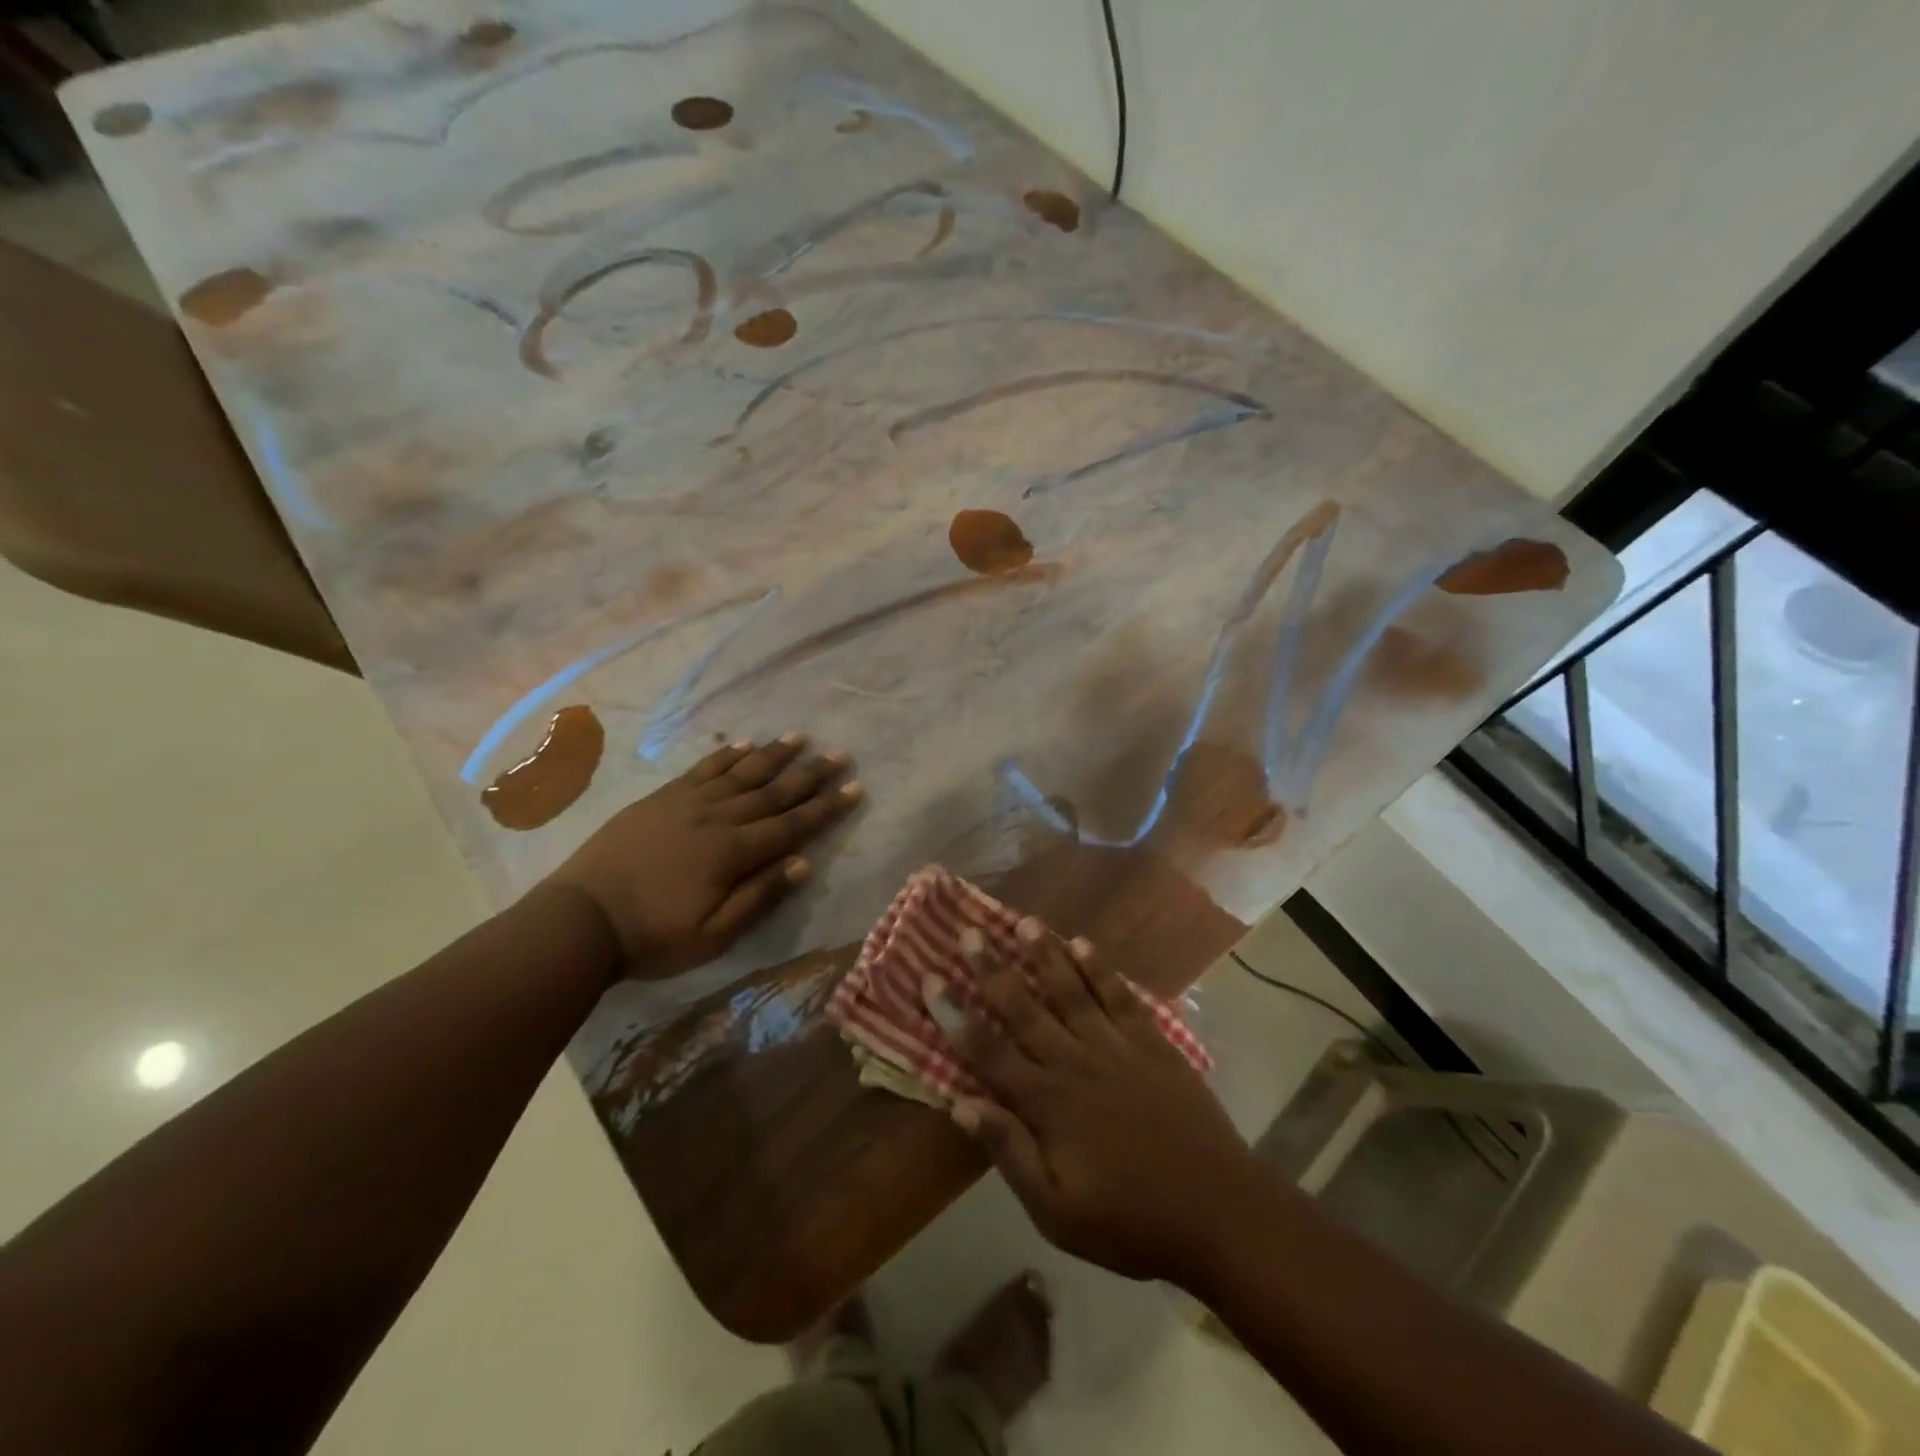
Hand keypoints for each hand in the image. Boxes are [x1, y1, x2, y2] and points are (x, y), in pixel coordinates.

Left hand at [545, 733, 862, 978]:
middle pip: (773, 791)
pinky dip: (727, 755)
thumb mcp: (714, 935)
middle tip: (839, 754)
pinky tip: (744, 745)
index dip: (826, 807)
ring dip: (773, 755)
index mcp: (733, 852)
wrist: (580, 919)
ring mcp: (687, 803)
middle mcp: (717, 818)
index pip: (791, 825)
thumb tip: (803, 864)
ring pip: (741, 772)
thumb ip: (759, 896)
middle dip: (810, 774)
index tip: (855, 787)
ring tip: (799, 738)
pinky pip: (703, 769)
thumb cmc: (653, 936)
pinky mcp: (662, 798)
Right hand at [929, 921, 1264, 1285]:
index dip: (955, 1014)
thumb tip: (961, 1104)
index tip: (930, 979)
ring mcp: (1117, 1047)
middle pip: (1024, 1006)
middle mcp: (1075, 1061)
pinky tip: (1085, 945)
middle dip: (992, 968)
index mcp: (1047, 1102)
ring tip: (1025, 921)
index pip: (988, 1050)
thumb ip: (1009, 1152)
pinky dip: (1101, 969)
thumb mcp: (1057, 1211)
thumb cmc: (1130, 1221)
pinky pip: (1121, 996)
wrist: (1219, 1211)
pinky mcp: (1152, 1044)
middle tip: (970, 931)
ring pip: (1071, 990)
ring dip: (1045, 955)